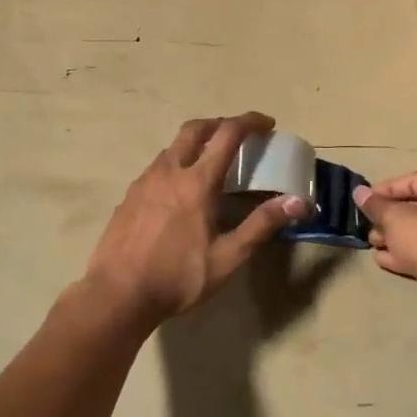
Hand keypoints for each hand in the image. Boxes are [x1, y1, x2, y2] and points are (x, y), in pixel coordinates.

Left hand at [83, 113, 309, 324]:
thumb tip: (299, 202)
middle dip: (219, 123)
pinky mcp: (129, 196)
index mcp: (197, 181)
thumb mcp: (227, 257)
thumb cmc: (178, 277)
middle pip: (195, 129)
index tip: (267, 123)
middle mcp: (169, 171)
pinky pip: (157, 167)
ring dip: (196, 143)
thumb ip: (261, 225)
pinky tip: (180, 190)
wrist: (117, 294)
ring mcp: (144, 181)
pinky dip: (176, 163)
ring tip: (211, 162)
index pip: (227, 134)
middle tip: (238, 134)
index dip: (250, 122)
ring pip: (173, 147)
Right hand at [353, 172, 416, 292]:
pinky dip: (406, 253)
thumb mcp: (393, 217)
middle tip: (369, 226)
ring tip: (374, 244)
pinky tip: (384, 260)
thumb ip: (374, 204)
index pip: (411, 180)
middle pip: (416, 207)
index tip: (364, 201)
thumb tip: (359, 191)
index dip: (384, 189)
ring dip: (394, 237)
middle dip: (388, 217)